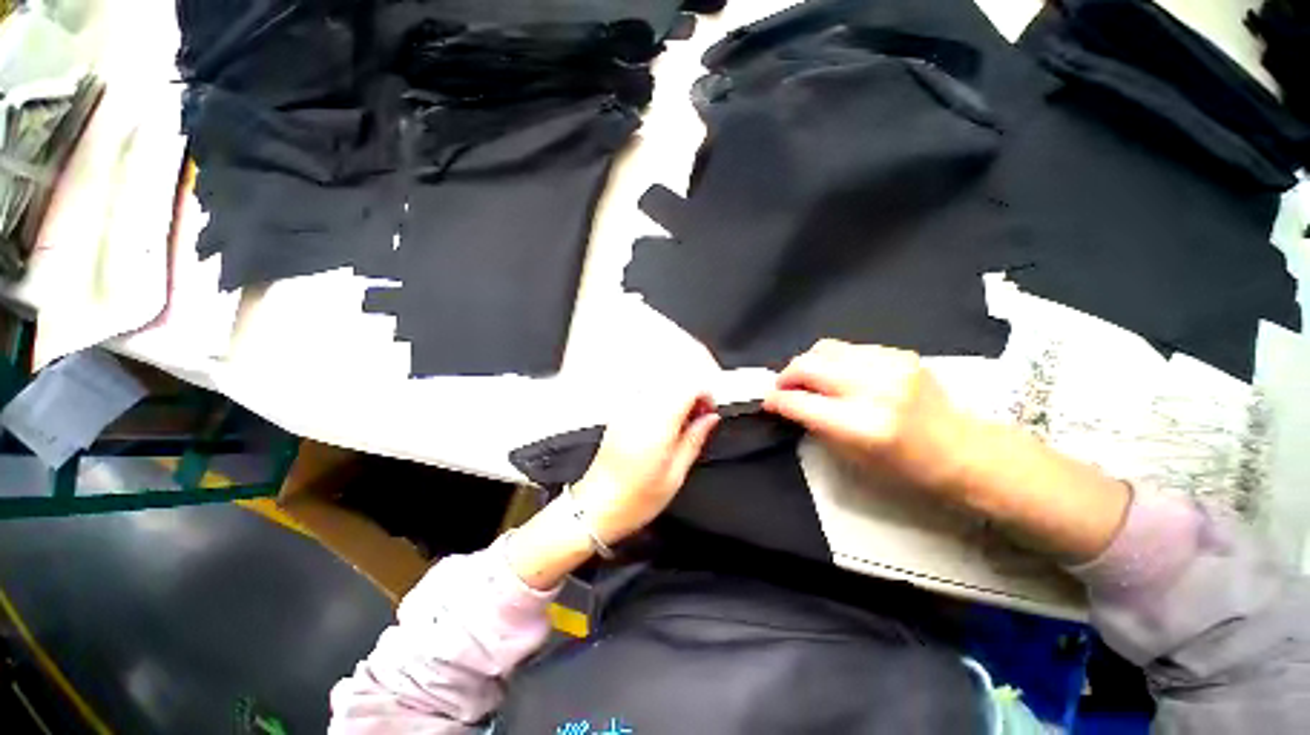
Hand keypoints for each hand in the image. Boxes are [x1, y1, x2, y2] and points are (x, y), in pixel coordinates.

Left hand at [509, 386, 719, 589]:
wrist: (596, 507)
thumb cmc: (634, 499)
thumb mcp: (676, 475)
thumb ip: (695, 439)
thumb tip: (710, 418)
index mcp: (658, 425)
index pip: (688, 386)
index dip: (705, 394)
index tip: (709, 410)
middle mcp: (641, 411)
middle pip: (674, 379)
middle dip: (692, 391)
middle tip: (699, 415)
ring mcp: (627, 410)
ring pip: (660, 383)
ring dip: (677, 393)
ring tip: (682, 418)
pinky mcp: (619, 414)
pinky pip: (645, 392)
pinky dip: (661, 398)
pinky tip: (664, 419)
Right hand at [763, 340, 976, 497]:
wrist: (963, 451)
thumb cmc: (905, 468)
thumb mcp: (851, 457)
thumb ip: (814, 424)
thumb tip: (786, 402)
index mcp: (861, 426)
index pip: (800, 402)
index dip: (776, 399)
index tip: (766, 400)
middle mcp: (873, 389)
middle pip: (808, 365)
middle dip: (786, 376)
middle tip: (783, 387)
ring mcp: (889, 365)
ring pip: (825, 348)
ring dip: (808, 363)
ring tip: (809, 378)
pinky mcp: (899, 353)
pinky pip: (849, 348)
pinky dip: (834, 360)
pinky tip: (839, 374)